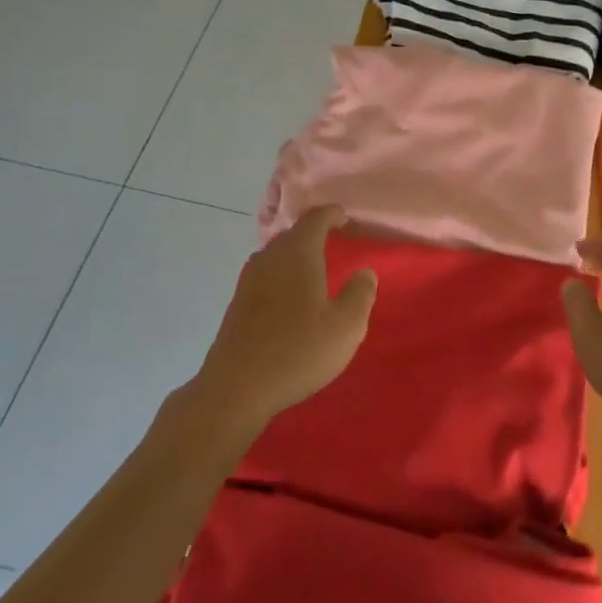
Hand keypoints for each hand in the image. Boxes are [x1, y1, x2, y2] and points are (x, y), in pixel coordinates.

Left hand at [193, 206, 377, 430]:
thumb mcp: (346, 326)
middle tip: (336, 244)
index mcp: (297, 253)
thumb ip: (361, 293)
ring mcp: (249, 280)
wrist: (236, 388)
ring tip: (316, 272)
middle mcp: (270, 258)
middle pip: (294, 234)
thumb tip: (364, 272)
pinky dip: (283, 277)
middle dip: (315, 234)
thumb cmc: (298, 351)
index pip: (315, 218)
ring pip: (277, 255)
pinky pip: (266, 276)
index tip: (346, 219)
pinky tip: (292, 300)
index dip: (332, 215)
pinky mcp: (238, 303)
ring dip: (297, 257)